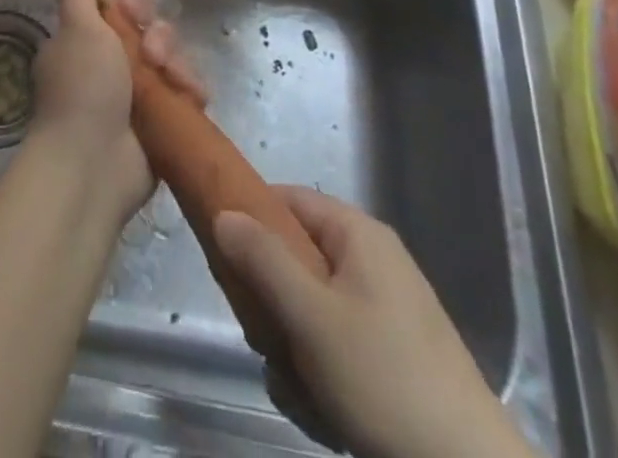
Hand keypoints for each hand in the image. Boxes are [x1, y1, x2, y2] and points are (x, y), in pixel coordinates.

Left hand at [29, 0, 203, 221]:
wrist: (92, 165)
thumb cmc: (83, 89)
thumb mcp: (78, 30)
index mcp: (85, 41)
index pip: (118, 9)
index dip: (132, 6)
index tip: (134, 12)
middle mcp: (110, 65)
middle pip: (149, 32)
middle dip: (159, 36)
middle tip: (154, 54)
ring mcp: (137, 96)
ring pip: (171, 60)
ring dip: (177, 64)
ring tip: (175, 81)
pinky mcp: (161, 122)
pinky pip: (184, 93)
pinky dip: (190, 91)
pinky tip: (193, 96)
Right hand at [213, 188, 536, 457]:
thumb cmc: (385, 381)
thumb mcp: (311, 317)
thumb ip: (263, 260)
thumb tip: (224, 212)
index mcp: (358, 235)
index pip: (288, 200)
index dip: (251, 220)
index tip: (225, 261)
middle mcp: (373, 263)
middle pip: (295, 260)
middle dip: (274, 307)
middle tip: (268, 342)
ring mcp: (386, 314)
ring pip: (310, 313)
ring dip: (295, 354)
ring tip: (304, 393)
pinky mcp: (394, 361)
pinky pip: (336, 351)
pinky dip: (322, 380)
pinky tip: (327, 418)